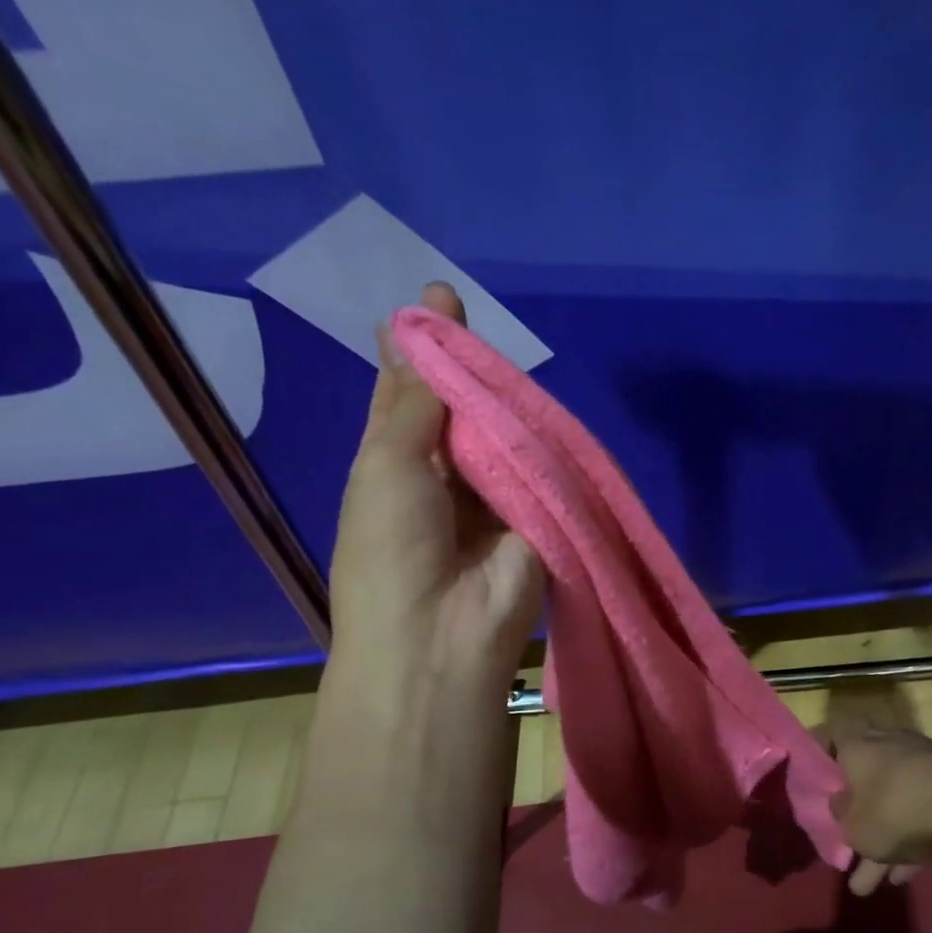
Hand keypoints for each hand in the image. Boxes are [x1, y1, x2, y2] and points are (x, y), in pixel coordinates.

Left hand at [321, 282, 542, 714]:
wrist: (444, 633)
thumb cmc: (391, 545)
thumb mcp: (388, 461)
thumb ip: (416, 400)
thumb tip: (415, 327)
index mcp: (393, 465)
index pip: (407, 397)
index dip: (418, 352)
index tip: (434, 299)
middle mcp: (444, 478)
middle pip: (461, 411)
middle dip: (467, 369)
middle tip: (471, 309)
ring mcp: (495, 498)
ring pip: (503, 435)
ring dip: (506, 403)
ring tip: (508, 351)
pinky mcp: (538, 515)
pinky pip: (540, 467)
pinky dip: (541, 441)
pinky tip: (543, 399)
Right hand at [828, 723, 931, 895]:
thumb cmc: (896, 809)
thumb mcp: (854, 826)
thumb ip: (839, 816)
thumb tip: (839, 805)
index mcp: (857, 742)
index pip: (829, 734)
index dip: (817, 754)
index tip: (809, 778)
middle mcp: (887, 744)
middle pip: (861, 777)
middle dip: (853, 816)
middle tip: (842, 842)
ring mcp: (920, 764)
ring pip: (891, 802)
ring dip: (881, 839)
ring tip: (866, 885)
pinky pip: (919, 812)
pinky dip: (909, 841)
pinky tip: (902, 877)